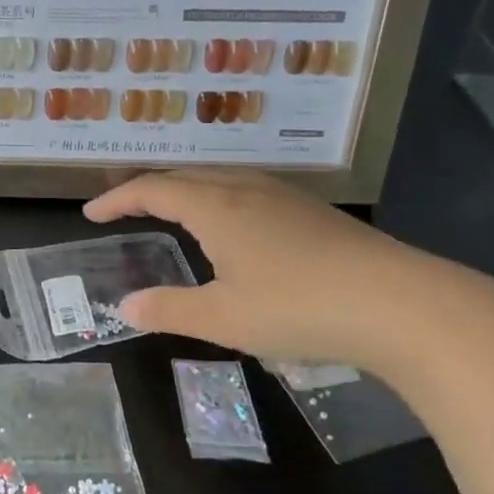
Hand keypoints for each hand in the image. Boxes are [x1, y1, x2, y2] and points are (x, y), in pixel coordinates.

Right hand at [84, 170, 470, 372]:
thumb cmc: (300, 307)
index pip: (152, 189)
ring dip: (185, 189)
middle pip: (184, 176)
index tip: (90, 213)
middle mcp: (246, 189)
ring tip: (170, 210)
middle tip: (123, 206)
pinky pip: (247, 190)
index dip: (117, 199)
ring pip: (220, 179)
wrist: (404, 304)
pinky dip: (217, 198)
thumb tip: (124, 307)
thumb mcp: (223, 318)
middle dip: (147, 188)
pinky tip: (232, 226)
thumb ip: (169, 309)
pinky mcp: (313, 212)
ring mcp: (284, 197)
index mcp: (216, 207)